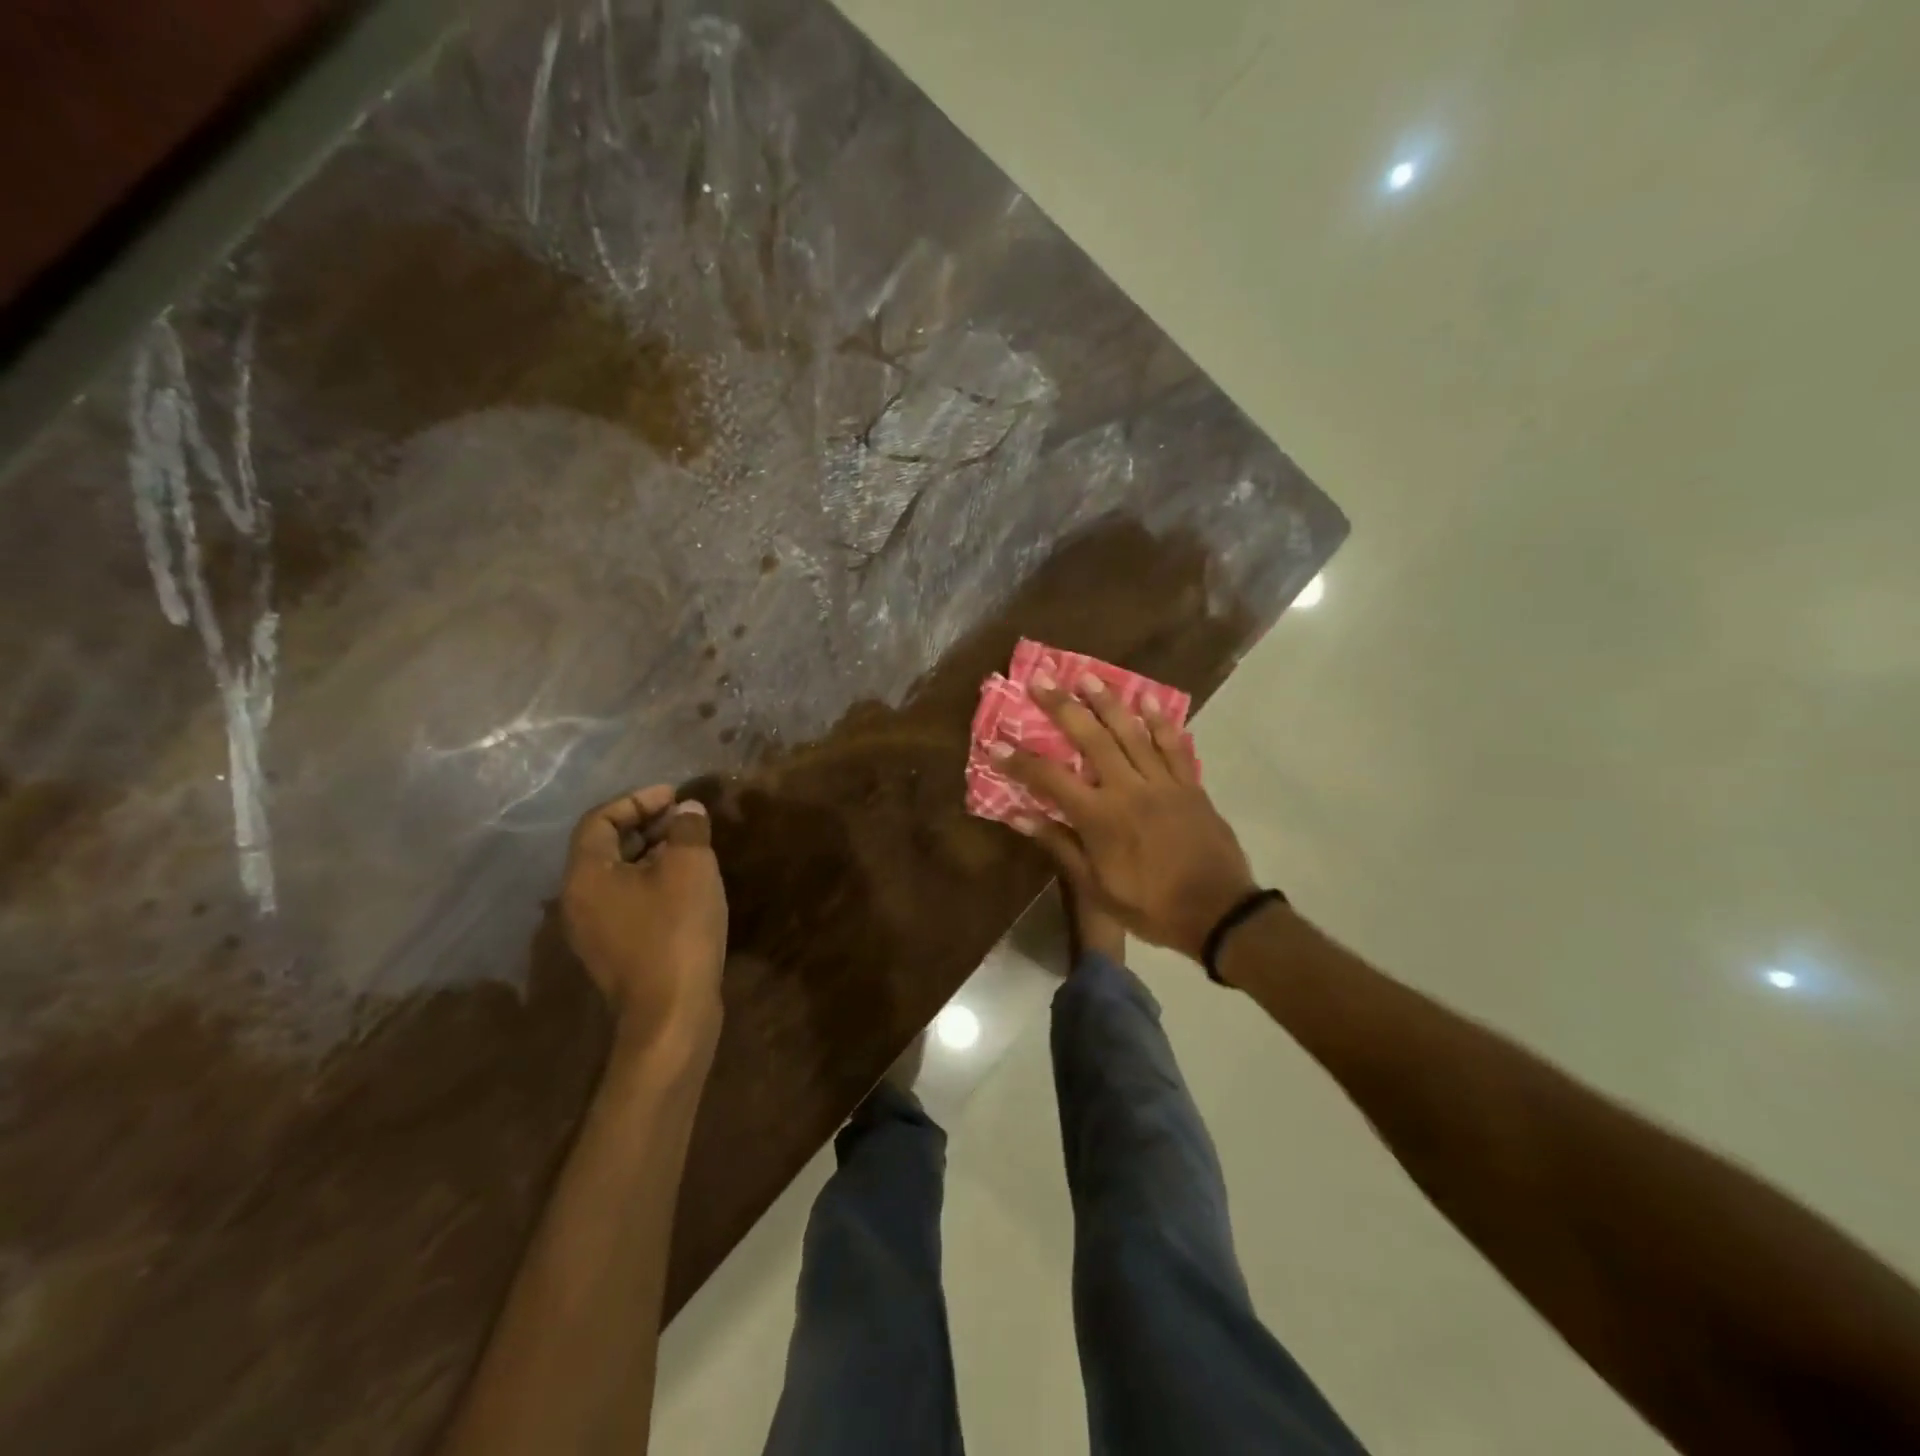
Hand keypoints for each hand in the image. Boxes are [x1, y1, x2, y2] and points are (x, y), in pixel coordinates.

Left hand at [561, 786, 727, 1057]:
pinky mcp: (615, 952)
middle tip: (685, 817)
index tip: (675, 795)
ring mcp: (594, 931)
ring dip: (652, 853)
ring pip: (618, 876)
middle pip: (606, 847)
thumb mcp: (690, 867)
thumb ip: (687, 829)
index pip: (600, 819)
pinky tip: (687, 885)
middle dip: (646, 825)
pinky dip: (652, 881)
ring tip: (691, 846)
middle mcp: (578, 901)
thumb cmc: (676, 931)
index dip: (637, 800)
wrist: (672, 1014)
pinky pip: (628, 901)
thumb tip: (687, 811)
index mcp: (586, 875)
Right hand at [1000, 675, 1256, 962]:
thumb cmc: (1149, 906)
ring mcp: (1163, 783)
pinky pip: (1174, 745)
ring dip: (1107, 702)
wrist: (1218, 913)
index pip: (1050, 779)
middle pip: (1091, 738)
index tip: (996, 743)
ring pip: (1132, 732)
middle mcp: (1128, 789)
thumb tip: (1019, 816)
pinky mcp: (1190, 785)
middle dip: (1063, 707)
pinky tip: (1147, 699)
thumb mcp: (1096, 886)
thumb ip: (1059, 846)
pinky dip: (1161, 721)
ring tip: (1087, 676)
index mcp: (1100, 817)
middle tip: (1041, 680)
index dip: (1020, 761)